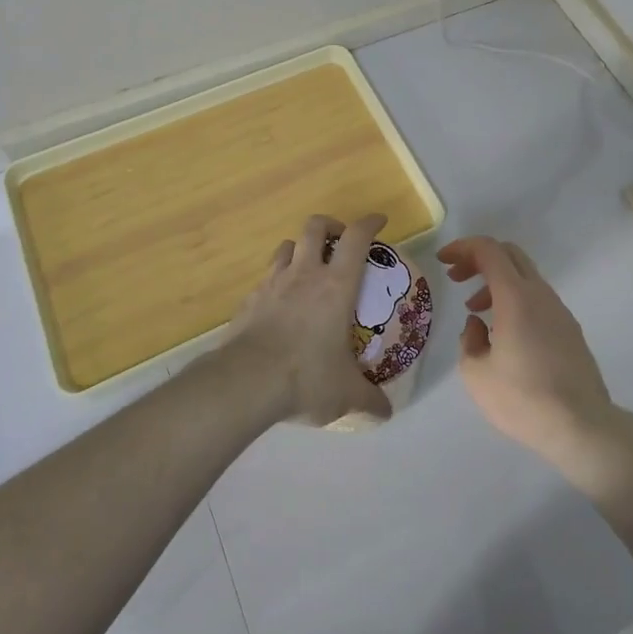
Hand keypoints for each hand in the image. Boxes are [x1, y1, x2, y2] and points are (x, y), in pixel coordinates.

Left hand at [229, 214, 394, 426]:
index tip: (379, 221)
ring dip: (300, 248)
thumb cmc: (306, 377)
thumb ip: (368, 399)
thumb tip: (385, 412)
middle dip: (330, 225)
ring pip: (287, 246)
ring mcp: (272, 284)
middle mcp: (305, 274)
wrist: (246, 381)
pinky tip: (280, 303)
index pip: (356, 238)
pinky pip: (266, 278)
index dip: (369, 223)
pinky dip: (277, 281)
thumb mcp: (345, 394)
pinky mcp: (249, 300)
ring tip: (308, 267)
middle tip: (339, 241)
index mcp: (336, 286)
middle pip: (315, 227)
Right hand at [440, 236, 617, 470]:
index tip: (443, 260)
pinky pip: (537, 298)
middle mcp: (540, 294)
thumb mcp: (476, 374)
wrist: (582, 428)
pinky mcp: (570, 330)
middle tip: (456, 277)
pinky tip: (503, 332)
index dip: (462, 247)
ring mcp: (560, 311)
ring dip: (496, 282)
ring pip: (524, 277)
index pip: (488, 250)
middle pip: (509, 254)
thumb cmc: (523, 399)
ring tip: (475, 311)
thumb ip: (469, 339)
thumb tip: (478, 324)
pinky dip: (514, 299)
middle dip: (478, 259)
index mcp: (516, 297)